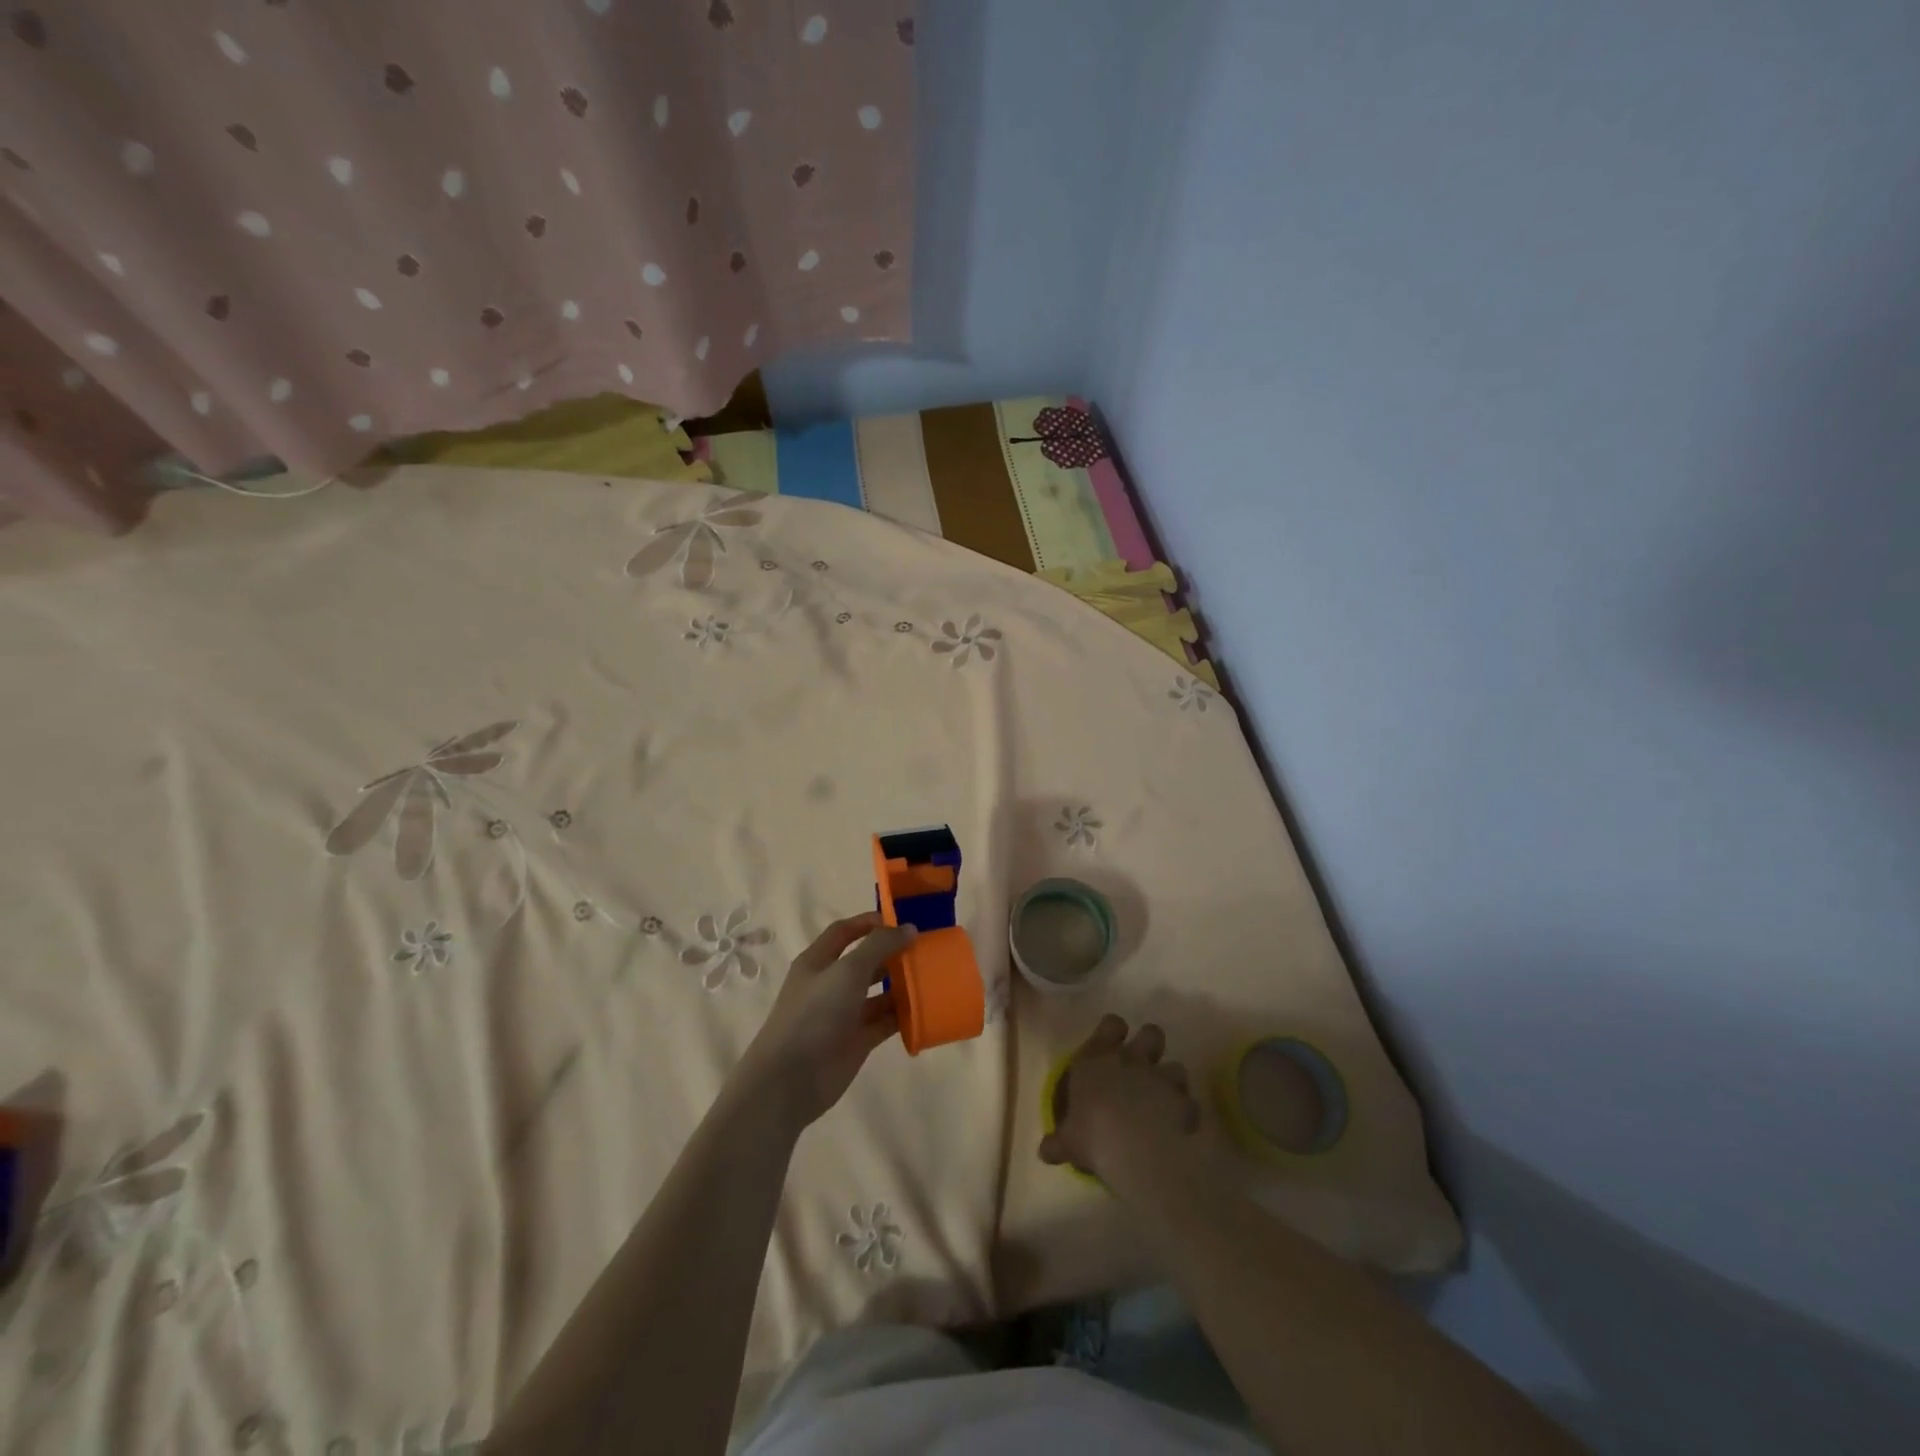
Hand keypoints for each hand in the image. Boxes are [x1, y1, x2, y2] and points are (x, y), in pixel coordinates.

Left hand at [739, 913, 915, 1127]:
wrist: (790, 1080)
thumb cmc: (814, 1014)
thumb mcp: (847, 971)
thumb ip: (878, 947)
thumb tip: (909, 928)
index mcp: (818, 961)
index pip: (844, 932)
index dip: (870, 923)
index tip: (902, 921)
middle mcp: (830, 984)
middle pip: (865, 961)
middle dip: (891, 953)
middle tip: (925, 948)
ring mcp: (844, 1014)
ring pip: (878, 992)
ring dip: (901, 984)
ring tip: (931, 975)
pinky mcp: (857, 1041)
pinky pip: (885, 1021)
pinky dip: (903, 1015)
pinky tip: (926, 1008)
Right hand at [1040, 1014, 1201, 1184]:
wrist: (1136, 1150)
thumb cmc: (1092, 1134)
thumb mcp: (1068, 1141)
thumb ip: (1059, 1142)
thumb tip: (1045, 1151)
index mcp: (1098, 1059)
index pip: (1111, 1024)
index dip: (1114, 1030)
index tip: (1113, 1042)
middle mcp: (1132, 1060)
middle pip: (1152, 1033)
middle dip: (1151, 1046)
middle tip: (1144, 1065)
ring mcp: (1161, 1079)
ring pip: (1176, 1066)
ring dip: (1171, 1081)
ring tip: (1164, 1100)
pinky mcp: (1184, 1102)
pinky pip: (1190, 1103)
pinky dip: (1186, 1112)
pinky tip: (1179, 1127)